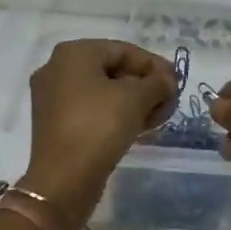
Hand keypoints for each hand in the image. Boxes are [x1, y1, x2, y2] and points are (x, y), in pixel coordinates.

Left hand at [19, 39, 176, 227]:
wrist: (64, 179)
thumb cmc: (99, 126)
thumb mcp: (136, 98)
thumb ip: (158, 83)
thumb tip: (167, 82)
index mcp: (73, 53)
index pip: (124, 50)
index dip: (154, 65)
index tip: (177, 82)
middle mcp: (57, 69)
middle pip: (112, 69)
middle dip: (145, 85)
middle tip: (169, 102)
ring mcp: (53, 98)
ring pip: (103, 91)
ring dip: (134, 101)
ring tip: (158, 117)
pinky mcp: (56, 123)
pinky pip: (92, 109)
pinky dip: (115, 114)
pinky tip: (137, 127)